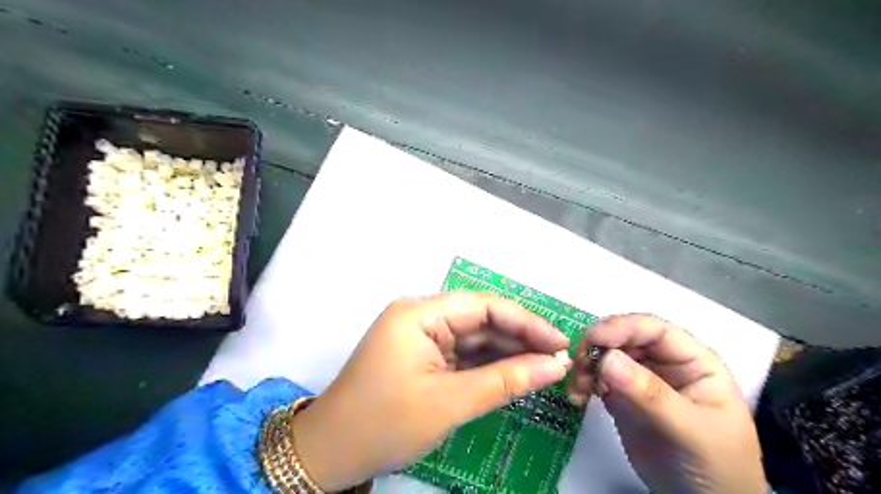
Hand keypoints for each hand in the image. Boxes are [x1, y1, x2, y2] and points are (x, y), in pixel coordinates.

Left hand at [289, 294, 571, 489]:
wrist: (331, 453)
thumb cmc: (384, 423)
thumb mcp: (450, 402)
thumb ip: (505, 380)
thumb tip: (554, 366)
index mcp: (419, 314)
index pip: (482, 305)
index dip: (524, 321)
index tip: (559, 342)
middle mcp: (420, 317)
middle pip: (479, 319)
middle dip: (518, 338)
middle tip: (557, 358)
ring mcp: (420, 337)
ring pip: (473, 337)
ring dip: (506, 352)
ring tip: (544, 367)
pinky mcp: (422, 356)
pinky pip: (462, 354)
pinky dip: (487, 364)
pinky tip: (515, 373)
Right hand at [569, 315, 768, 493]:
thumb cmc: (715, 465)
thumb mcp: (690, 429)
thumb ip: (650, 394)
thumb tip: (607, 359)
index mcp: (691, 359)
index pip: (653, 329)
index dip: (621, 327)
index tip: (591, 339)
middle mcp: (663, 362)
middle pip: (623, 338)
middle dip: (596, 347)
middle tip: (576, 365)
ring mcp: (640, 378)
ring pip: (605, 355)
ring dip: (585, 365)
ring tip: (576, 387)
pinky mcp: (621, 396)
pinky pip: (596, 377)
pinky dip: (582, 382)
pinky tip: (577, 397)